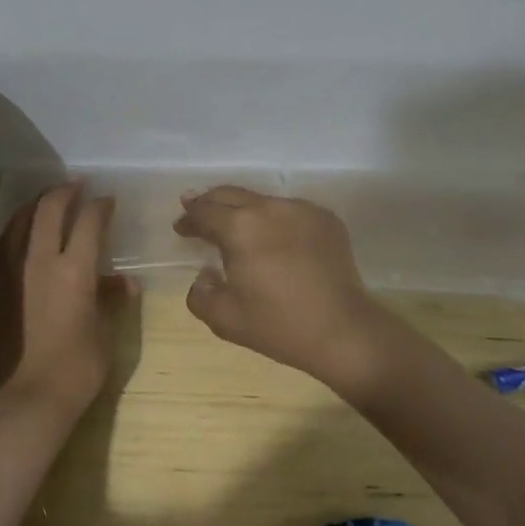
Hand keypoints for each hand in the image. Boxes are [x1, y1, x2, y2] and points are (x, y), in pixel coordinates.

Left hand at [0, 184, 129, 414]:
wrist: (20, 400)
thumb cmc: (74, 372)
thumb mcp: (103, 336)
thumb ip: (111, 301)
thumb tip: (124, 282)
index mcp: (75, 270)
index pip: (89, 221)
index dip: (100, 206)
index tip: (107, 201)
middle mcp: (39, 259)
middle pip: (50, 207)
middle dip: (66, 191)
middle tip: (77, 187)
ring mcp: (9, 268)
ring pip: (21, 219)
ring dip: (38, 204)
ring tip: (48, 202)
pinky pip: (3, 241)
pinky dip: (17, 227)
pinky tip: (22, 233)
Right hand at [173, 187, 385, 394]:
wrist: (343, 330)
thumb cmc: (279, 325)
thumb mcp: (224, 319)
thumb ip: (200, 294)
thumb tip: (205, 274)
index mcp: (239, 227)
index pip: (204, 212)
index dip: (188, 218)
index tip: (181, 228)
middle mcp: (268, 207)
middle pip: (230, 194)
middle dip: (209, 203)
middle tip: (197, 210)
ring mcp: (300, 209)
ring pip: (261, 200)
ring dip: (243, 210)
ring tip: (237, 226)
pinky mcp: (325, 218)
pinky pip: (290, 211)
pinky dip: (275, 219)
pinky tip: (275, 238)